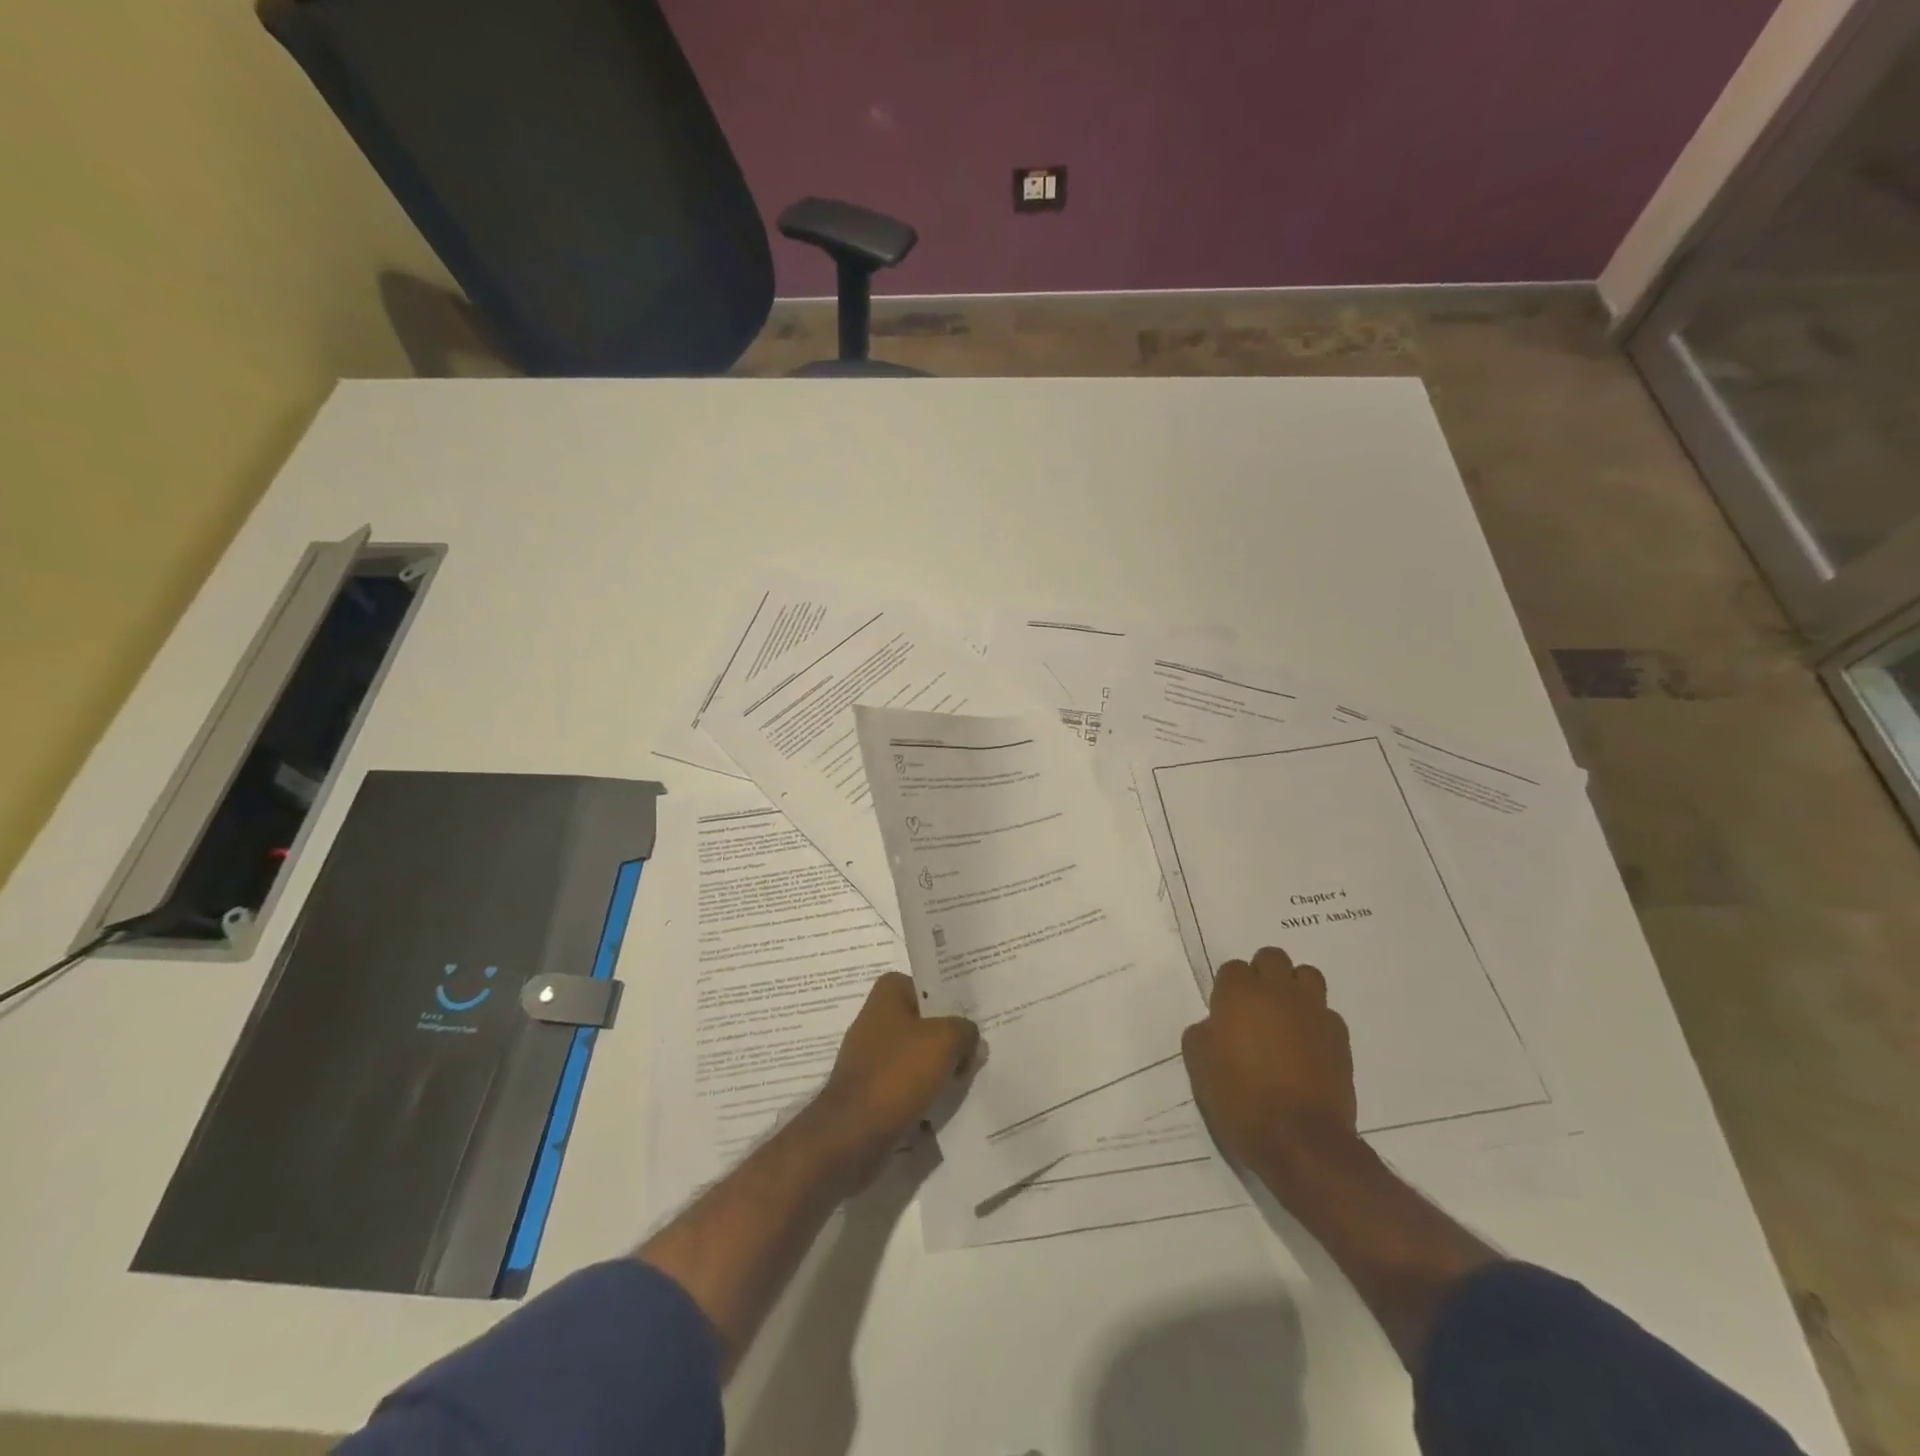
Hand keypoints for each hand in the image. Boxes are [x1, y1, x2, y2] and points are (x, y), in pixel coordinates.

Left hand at [808, 972, 980, 1189]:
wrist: (854, 1133)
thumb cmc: (898, 1072)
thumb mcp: (945, 1040)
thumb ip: (965, 1031)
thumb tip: (972, 1039)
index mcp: (887, 995)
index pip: (926, 985)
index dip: (950, 998)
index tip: (974, 1015)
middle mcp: (875, 1019)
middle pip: (924, 1022)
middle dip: (949, 1037)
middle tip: (978, 1051)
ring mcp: (871, 1056)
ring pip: (917, 1055)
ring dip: (939, 1068)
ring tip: (966, 1080)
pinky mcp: (871, 1090)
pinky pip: (907, 1084)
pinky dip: (924, 1093)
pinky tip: (944, 1105)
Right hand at [1182, 946, 1357, 1173]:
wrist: (1300, 1141)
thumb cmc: (1239, 1099)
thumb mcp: (1198, 1066)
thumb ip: (1203, 1033)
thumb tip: (1215, 1026)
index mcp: (1240, 994)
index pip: (1233, 969)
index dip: (1228, 990)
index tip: (1226, 1014)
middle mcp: (1278, 992)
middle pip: (1273, 958)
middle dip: (1263, 975)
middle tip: (1255, 1008)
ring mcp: (1313, 1012)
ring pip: (1307, 976)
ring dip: (1294, 989)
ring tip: (1286, 1018)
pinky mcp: (1339, 1037)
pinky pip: (1326, 1014)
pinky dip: (1315, 1023)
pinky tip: (1307, 1049)